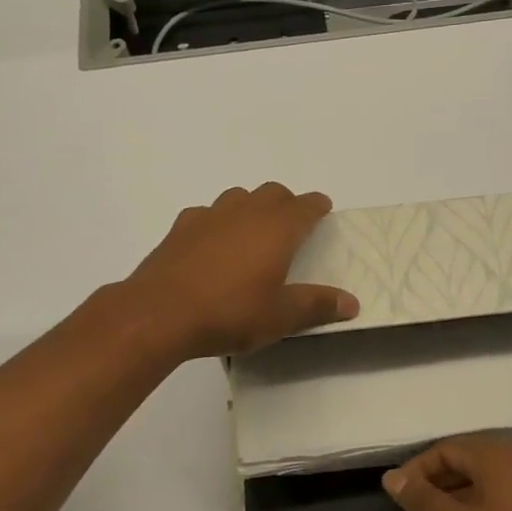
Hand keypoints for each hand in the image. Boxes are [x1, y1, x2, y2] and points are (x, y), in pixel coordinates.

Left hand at [122, 183, 358, 359]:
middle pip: (272, 193)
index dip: (317, 205)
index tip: (323, 208)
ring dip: (252, 207)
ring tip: (253, 231)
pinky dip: (218, 221)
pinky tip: (213, 243)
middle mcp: (246, 212)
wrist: (160, 313)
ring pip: (238, 197)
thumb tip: (352, 302)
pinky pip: (207, 213)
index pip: (305, 206)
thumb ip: (317, 305)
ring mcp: (210, 216)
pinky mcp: (181, 227)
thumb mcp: (280, 317)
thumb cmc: (229, 313)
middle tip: (292, 223)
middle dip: (286, 203)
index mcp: (276, 229)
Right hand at [383, 436, 511, 510]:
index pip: (447, 448)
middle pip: (470, 457)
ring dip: (460, 491)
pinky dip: (484, 501)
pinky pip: (508, 491)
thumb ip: (422, 500)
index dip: (419, 469)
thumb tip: (392, 476)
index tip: (400, 496)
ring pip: (489, 476)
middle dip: (439, 479)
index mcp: (498, 457)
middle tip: (417, 508)